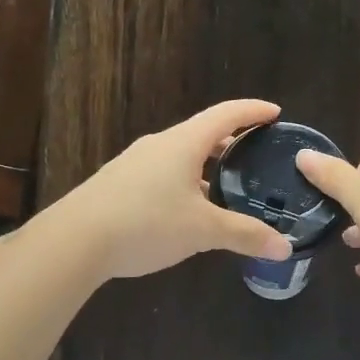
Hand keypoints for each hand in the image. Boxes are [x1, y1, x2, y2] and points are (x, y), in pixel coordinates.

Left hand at [52, 100, 295, 280]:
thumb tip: (285, 248)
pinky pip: (161, 175)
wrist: (74, 241)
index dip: (252, 111)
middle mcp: (158, 145)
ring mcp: (134, 164)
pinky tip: (186, 212)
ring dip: (205, 167)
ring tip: (224, 188)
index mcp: (183, 143)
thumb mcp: (203, 231)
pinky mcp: (117, 184)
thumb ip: (244, 235)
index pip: (225, 115)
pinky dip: (183, 183)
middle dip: (230, 142)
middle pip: (202, 134)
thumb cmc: (146, 223)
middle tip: (255, 155)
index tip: (275, 113)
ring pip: (179, 156)